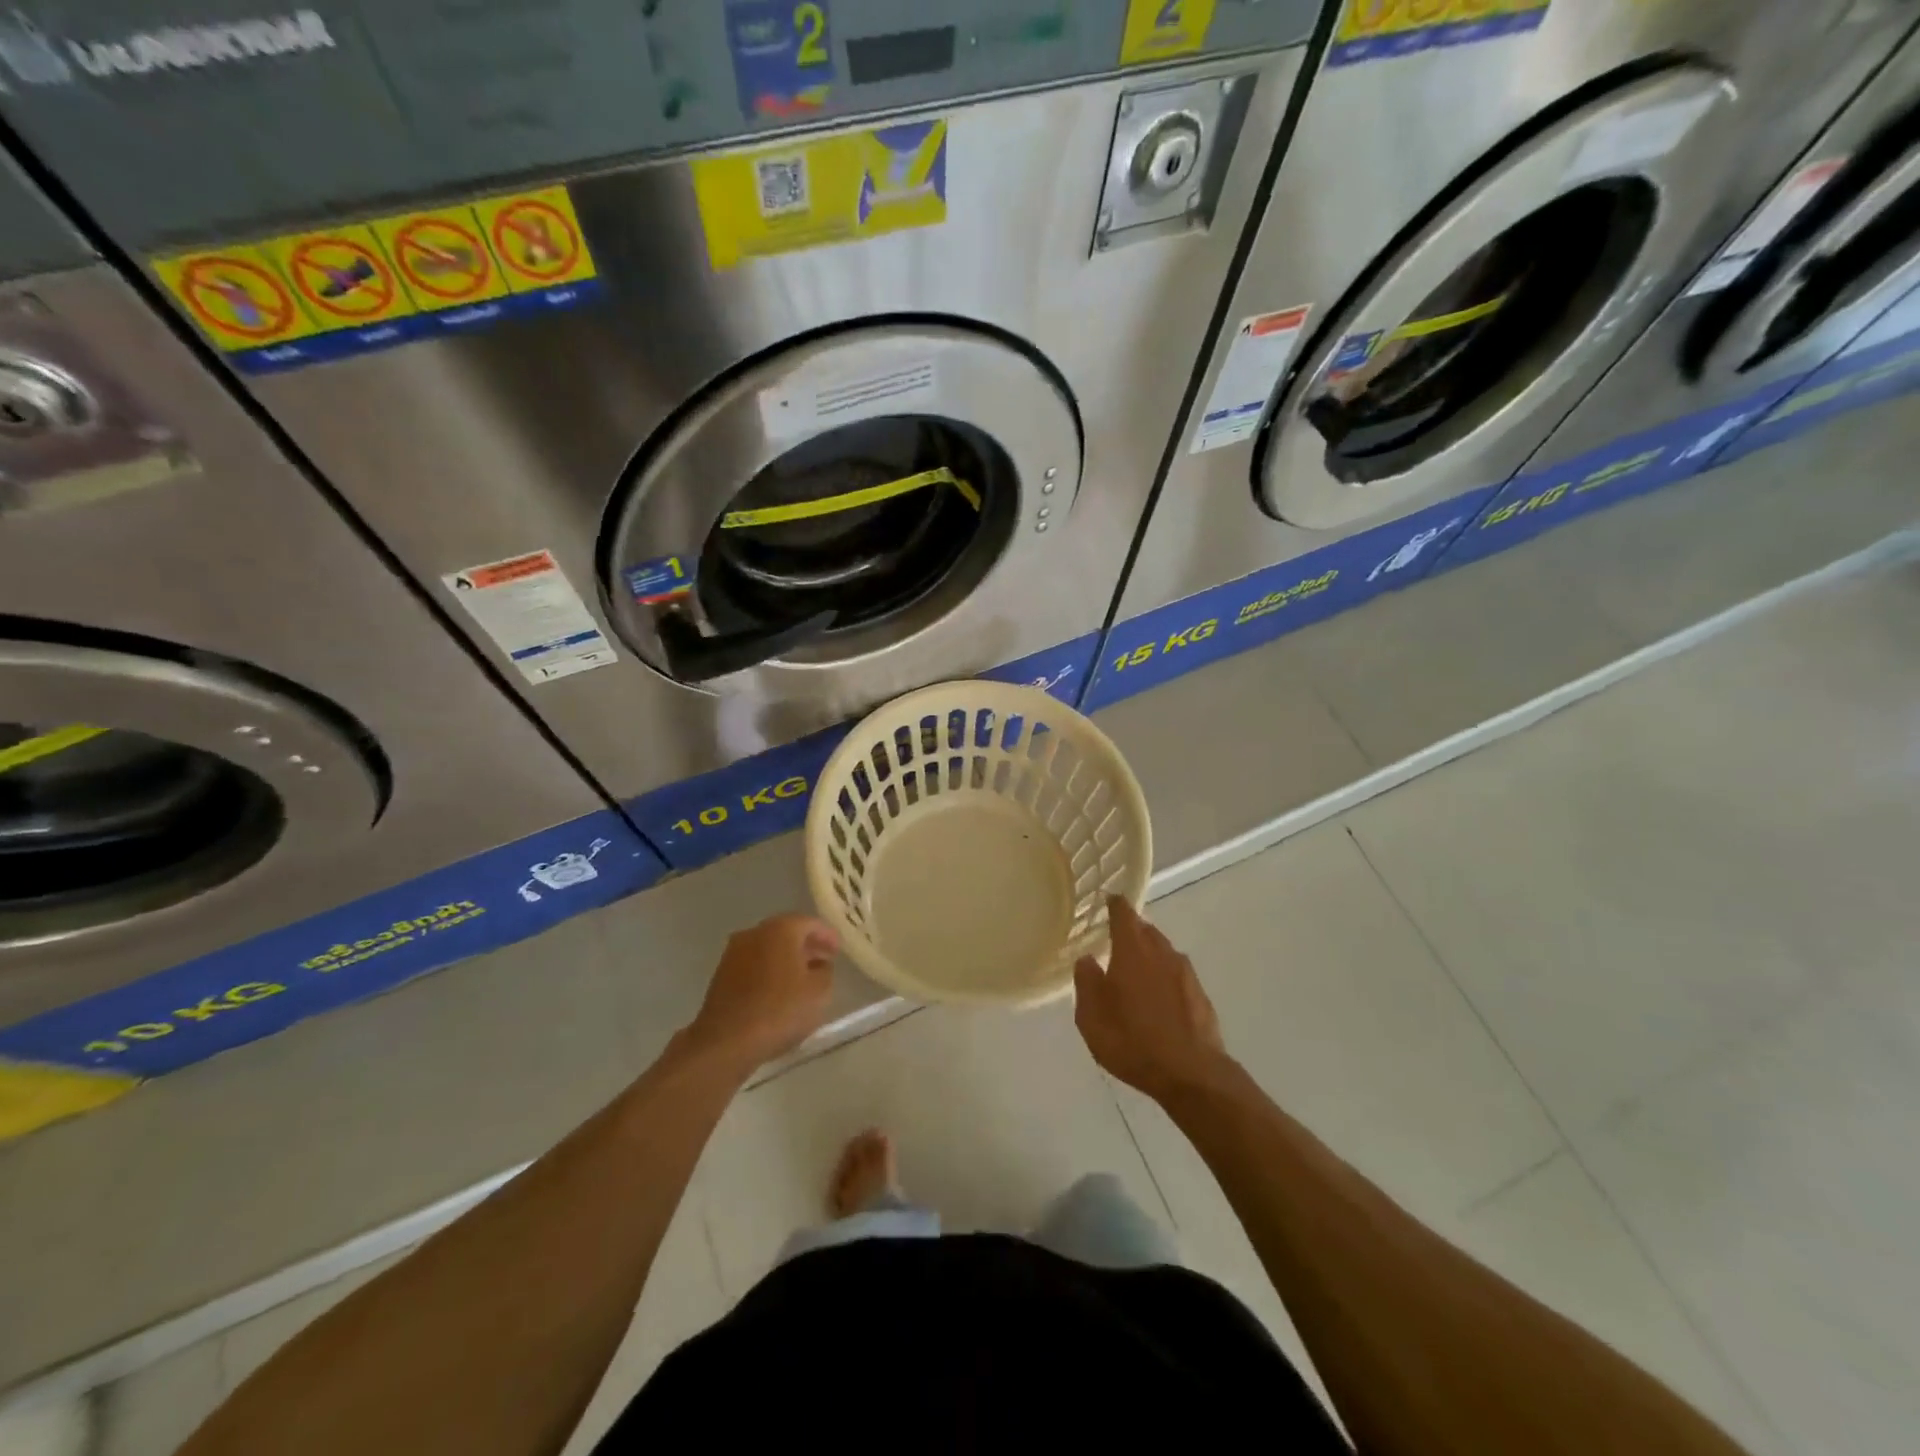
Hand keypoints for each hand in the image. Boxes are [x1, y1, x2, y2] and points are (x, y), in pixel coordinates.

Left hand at [681, 914, 838, 1074]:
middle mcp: (754, 933)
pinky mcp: (721, 975)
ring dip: (787, 959)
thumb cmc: (779, 1010)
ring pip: (768, 949)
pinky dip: (769, 971)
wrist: (726, 1042)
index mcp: (780, 929)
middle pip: (786, 933)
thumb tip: (820, 966)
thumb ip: (826, 972)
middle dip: (806, 946)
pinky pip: (754, 965)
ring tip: (803, 978)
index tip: (839, 950)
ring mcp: (734, 953)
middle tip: (824, 961)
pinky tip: (779, 991)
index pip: (810, 923)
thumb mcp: (819, 992)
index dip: (827, 936)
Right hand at [1075, 896, 1233, 1103]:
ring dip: (1148, 955)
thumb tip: (1087, 960)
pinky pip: (1176, 975)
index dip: (1115, 905)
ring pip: (1163, 952)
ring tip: (1133, 972)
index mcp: (1133, 951)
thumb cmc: (1133, 1041)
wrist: (1191, 1074)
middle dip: (1131, 931)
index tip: (1107, 901)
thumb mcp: (1092, 1017)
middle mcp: (1162, 953)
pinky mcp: (1200, 995)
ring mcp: (1186, 974)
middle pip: (1146, 930)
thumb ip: (1086, 983)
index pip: (1124, 914)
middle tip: (1114, 941)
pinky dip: (1164, 978)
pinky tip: (1156, 999)